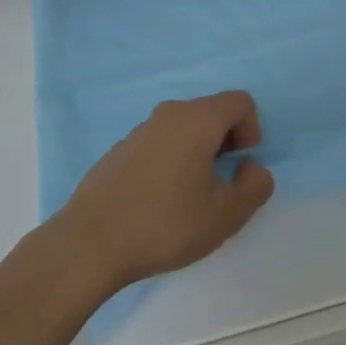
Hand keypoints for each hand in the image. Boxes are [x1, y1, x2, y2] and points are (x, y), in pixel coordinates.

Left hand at [55, 92, 274, 291]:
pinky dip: (172, 158)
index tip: (242, 164)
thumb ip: (254, 187)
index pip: (240, 101)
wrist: (91, 242)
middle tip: (221, 182)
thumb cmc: (165, 224)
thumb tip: (251, 168)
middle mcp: (169, 113)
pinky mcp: (121, 148)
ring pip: (185, 126)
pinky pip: (161, 141)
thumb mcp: (225, 215)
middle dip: (226, 140)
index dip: (252, 129)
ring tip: (191, 194)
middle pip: (212, 111)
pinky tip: (160, 199)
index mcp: (197, 119)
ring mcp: (141, 129)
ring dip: (199, 150)